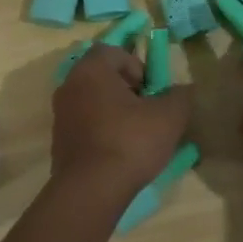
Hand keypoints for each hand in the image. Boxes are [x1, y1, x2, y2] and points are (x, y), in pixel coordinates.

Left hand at [51, 43, 191, 195]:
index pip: (112, 51)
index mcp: (91, 70)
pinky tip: (118, 151)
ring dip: (113, 110)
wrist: (91, 190)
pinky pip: (83, 123)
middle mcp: (69, 86)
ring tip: (135, 133)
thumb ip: (180, 96)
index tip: (150, 91)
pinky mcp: (58, 140)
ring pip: (91, 100)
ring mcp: (60, 114)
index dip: (136, 66)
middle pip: (100, 75)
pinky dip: (100, 129)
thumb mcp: (169, 116)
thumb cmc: (130, 142)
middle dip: (125, 88)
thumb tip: (183, 89)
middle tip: (145, 110)